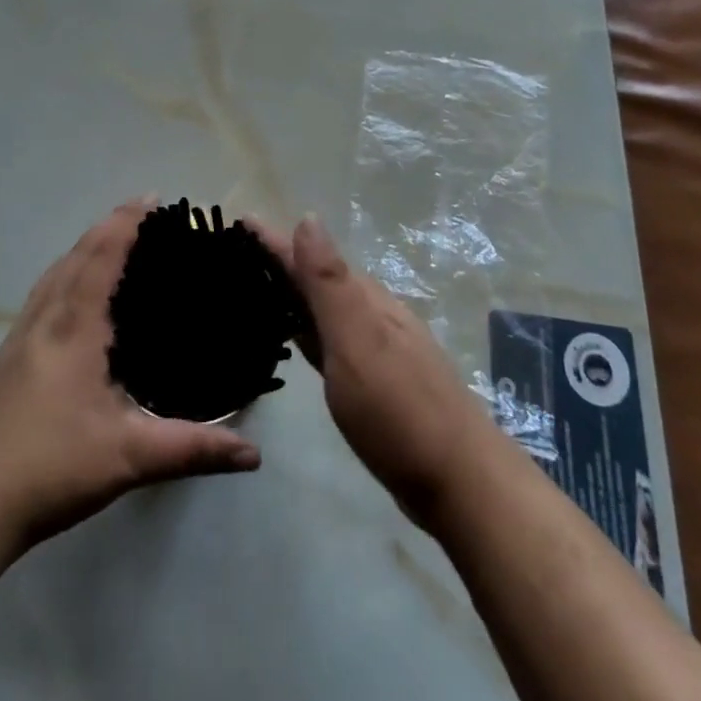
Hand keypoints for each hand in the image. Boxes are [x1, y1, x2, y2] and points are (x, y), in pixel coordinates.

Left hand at [0, 201, 263, 554]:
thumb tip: (252, 454)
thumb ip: (191, 450)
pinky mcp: (4, 356)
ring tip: (109, 240)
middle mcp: (44, 320)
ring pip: (52, 273)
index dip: (126, 223)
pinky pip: (40, 294)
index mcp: (74, 329)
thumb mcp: (128, 459)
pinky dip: (63, 273)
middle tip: (140, 212)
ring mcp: (18, 336)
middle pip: (75, 255)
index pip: (102, 258)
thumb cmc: (50, 468)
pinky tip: (69, 295)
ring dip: (82, 247)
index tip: (152, 198)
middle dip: (108, 226)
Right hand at [259, 216, 508, 532]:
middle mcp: (373, 314)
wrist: (462, 485)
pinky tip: (297, 335)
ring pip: (326, 307)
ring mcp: (379, 348)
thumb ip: (330, 284)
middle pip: (319, 277)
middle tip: (238, 253)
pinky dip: (308, 327)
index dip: (275, 239)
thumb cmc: (400, 411)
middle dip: (281, 260)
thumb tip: (308, 216)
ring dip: (294, 292)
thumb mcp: (357, 342)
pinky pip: (331, 337)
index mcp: (365, 300)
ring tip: (258, 286)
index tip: (240, 221)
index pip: (311, 258)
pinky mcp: (377, 381)